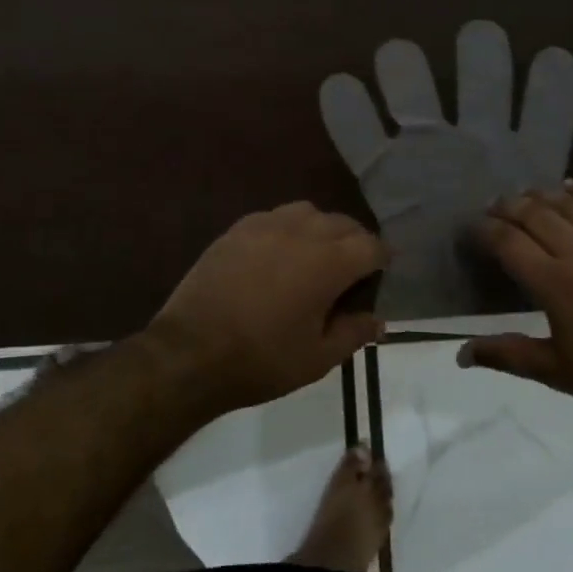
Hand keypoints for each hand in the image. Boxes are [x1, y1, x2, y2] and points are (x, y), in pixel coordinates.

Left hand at [148, 202, 386, 413]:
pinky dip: (287, 229)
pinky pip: (274, 216)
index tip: (379, 275)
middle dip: (355, 242)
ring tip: (314, 256)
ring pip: (308, 212)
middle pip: (343, 223)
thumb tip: (378, 320)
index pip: (371, 246)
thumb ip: (354, 333)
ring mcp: (266, 225)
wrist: (190, 352)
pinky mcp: (237, 229)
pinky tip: (278, 254)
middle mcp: (302, 232)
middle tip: (350, 272)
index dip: (382, 260)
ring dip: (321, 229)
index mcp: (329, 263)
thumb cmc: (261, 359)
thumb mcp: (317, 359)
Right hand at [459, 181, 572, 416]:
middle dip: (508, 206)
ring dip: (541, 195)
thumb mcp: (555, 372)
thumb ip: (507, 355)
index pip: (509, 243)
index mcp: (554, 284)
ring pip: (568, 205)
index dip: (485, 230)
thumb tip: (460, 353)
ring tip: (525, 195)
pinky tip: (571, 186)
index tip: (472, 227)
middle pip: (534, 215)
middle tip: (494, 206)